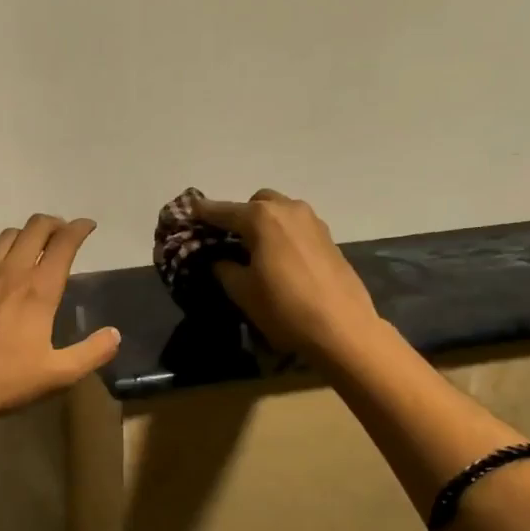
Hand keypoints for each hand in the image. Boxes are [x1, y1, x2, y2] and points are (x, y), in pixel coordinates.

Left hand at [0, 214, 120, 416]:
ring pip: (6, 237)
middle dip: (54, 223)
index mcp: (39, 288)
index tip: (89, 226)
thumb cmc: (5, 378)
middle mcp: (10, 271)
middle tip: (63, 232)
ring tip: (32, 247)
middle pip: (35, 227)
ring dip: (25, 235)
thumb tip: (114, 334)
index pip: (64, 242)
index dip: (80, 229)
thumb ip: (91, 353)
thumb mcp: (57, 374)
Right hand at [194, 190, 378, 356]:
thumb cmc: (284, 307)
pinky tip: (278, 258)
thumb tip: (218, 259)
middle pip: (255, 203)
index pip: (222, 211)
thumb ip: (223, 268)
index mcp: (261, 217)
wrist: (341, 328)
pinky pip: (296, 226)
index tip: (187, 213)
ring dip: (262, 223)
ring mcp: (312, 221)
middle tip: (226, 240)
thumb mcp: (242, 291)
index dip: (202, 213)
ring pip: (279, 211)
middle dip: (238, 216)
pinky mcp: (328, 238)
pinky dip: (281, 233)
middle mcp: (288, 209)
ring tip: (252, 249)